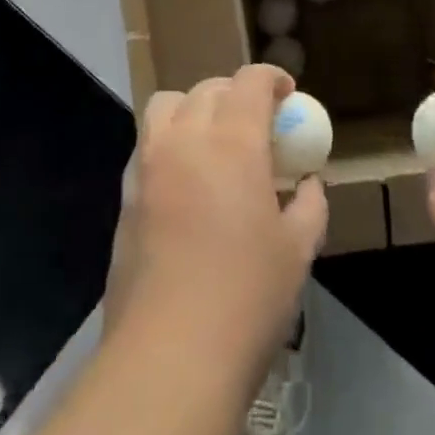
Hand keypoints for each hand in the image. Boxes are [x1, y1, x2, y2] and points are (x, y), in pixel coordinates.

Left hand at [103, 65, 327, 376]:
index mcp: (232, 142)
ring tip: (212, 138)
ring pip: (166, 105)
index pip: (249, 82)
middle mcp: (185, 139)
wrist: (170, 356)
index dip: (271, 77)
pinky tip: (185, 180)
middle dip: (235, 92)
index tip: (286, 93)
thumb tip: (307, 185)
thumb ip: (308, 205)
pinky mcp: (125, 196)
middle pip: (207, 89)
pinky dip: (168, 142)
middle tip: (255, 120)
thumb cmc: (246, 299)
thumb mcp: (297, 251)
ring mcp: (148, 165)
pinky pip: (147, 145)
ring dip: (193, 107)